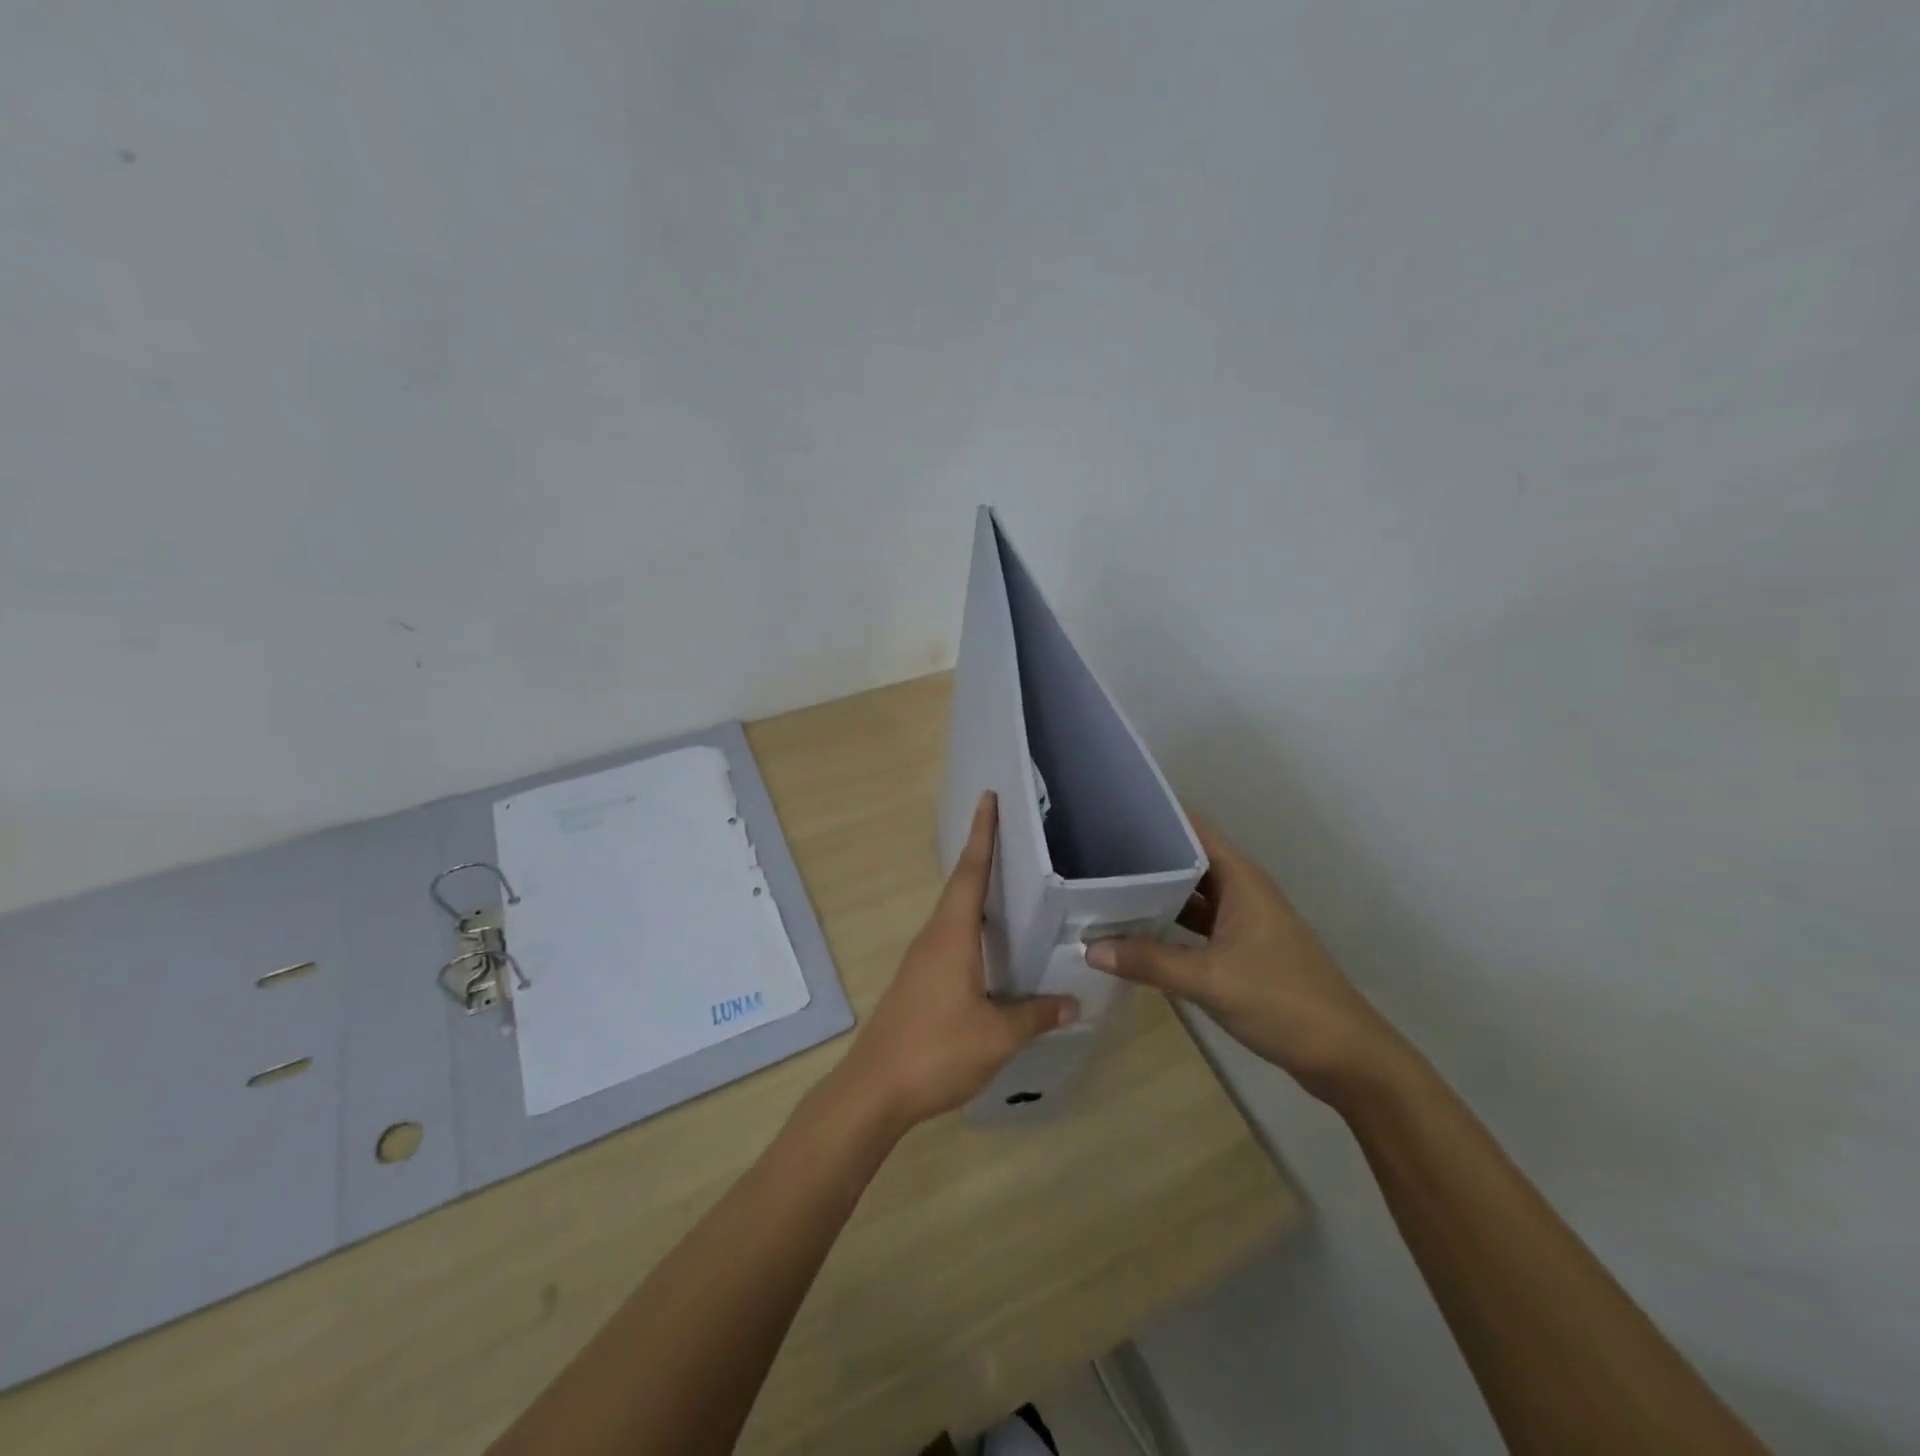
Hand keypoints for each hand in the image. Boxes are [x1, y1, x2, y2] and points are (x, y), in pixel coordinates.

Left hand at [835, 792, 1078, 1128]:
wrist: (874, 1089)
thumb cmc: (936, 1051)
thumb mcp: (996, 1036)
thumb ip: (1035, 1015)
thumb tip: (1072, 1001)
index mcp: (951, 936)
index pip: (971, 873)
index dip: (982, 835)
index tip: (988, 799)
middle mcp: (933, 938)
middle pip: (960, 886)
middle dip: (982, 856)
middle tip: (1009, 834)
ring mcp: (920, 960)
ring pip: (953, 914)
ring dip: (975, 892)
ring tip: (1007, 884)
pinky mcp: (917, 981)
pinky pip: (949, 938)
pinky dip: (970, 926)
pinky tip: (988, 946)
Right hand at [1085, 817, 1396, 1101]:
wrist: (1345, 1056)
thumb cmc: (1282, 1001)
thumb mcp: (1209, 979)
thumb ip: (1149, 961)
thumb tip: (1090, 948)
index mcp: (1242, 881)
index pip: (1194, 831)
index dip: (1157, 817)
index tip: (1112, 812)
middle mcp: (1244, 892)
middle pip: (1190, 862)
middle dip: (1147, 857)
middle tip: (1095, 854)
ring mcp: (1245, 923)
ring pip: (1194, 897)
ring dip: (1157, 894)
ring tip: (1107, 889)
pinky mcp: (1244, 952)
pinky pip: (1199, 926)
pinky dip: (1171, 925)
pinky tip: (1138, 933)